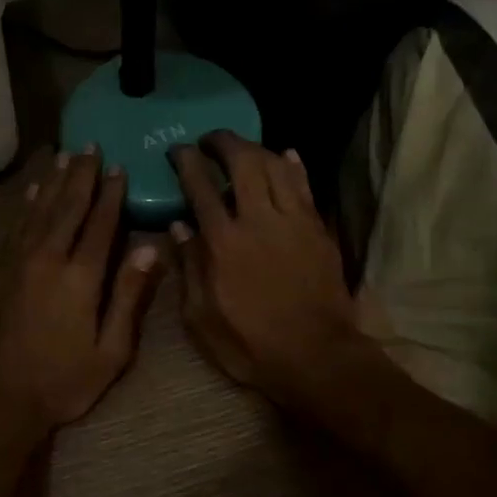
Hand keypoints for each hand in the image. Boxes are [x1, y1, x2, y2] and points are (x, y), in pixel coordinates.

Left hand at [0, 147, 163, 440]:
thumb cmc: (61, 383)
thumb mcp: (110, 352)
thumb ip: (129, 297)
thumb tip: (149, 250)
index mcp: (79, 277)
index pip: (100, 223)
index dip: (111, 194)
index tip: (119, 166)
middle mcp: (46, 258)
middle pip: (67, 207)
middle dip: (82, 175)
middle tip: (90, 146)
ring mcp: (16, 263)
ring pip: (38, 210)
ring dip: (54, 182)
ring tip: (66, 157)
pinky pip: (15, 227)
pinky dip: (26, 206)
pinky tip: (33, 192)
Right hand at [170, 132, 362, 412]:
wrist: (316, 356)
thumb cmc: (250, 344)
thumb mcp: (201, 318)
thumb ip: (189, 268)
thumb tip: (178, 227)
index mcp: (223, 242)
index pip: (201, 187)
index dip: (188, 162)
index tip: (178, 150)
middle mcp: (259, 220)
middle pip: (244, 163)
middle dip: (224, 142)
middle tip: (210, 140)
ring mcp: (294, 221)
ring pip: (277, 166)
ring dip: (257, 149)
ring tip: (243, 148)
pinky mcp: (318, 229)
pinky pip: (305, 186)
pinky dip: (293, 166)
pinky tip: (286, 155)